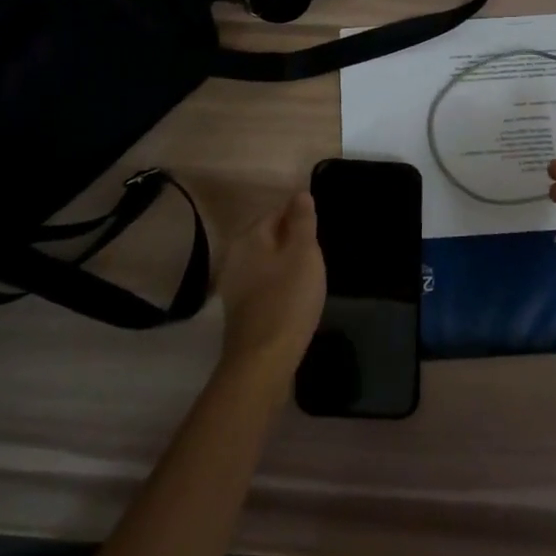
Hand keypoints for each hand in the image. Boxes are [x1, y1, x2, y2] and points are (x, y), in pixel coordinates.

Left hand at [214, 192, 325, 390]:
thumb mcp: (304, 254)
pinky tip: (296, 297)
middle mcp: (235, 256)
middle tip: (319, 252)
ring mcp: (234, 285)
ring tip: (312, 273)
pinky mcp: (240, 310)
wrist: (263, 362)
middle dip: (293, 239)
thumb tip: (300, 194)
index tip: (320, 227)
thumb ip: (302, 221)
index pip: (277, 211)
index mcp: (249, 237)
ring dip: (287, 263)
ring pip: (267, 262)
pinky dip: (280, 284)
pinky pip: (264, 284)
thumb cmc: (288, 300)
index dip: (300, 215)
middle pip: (269, 236)